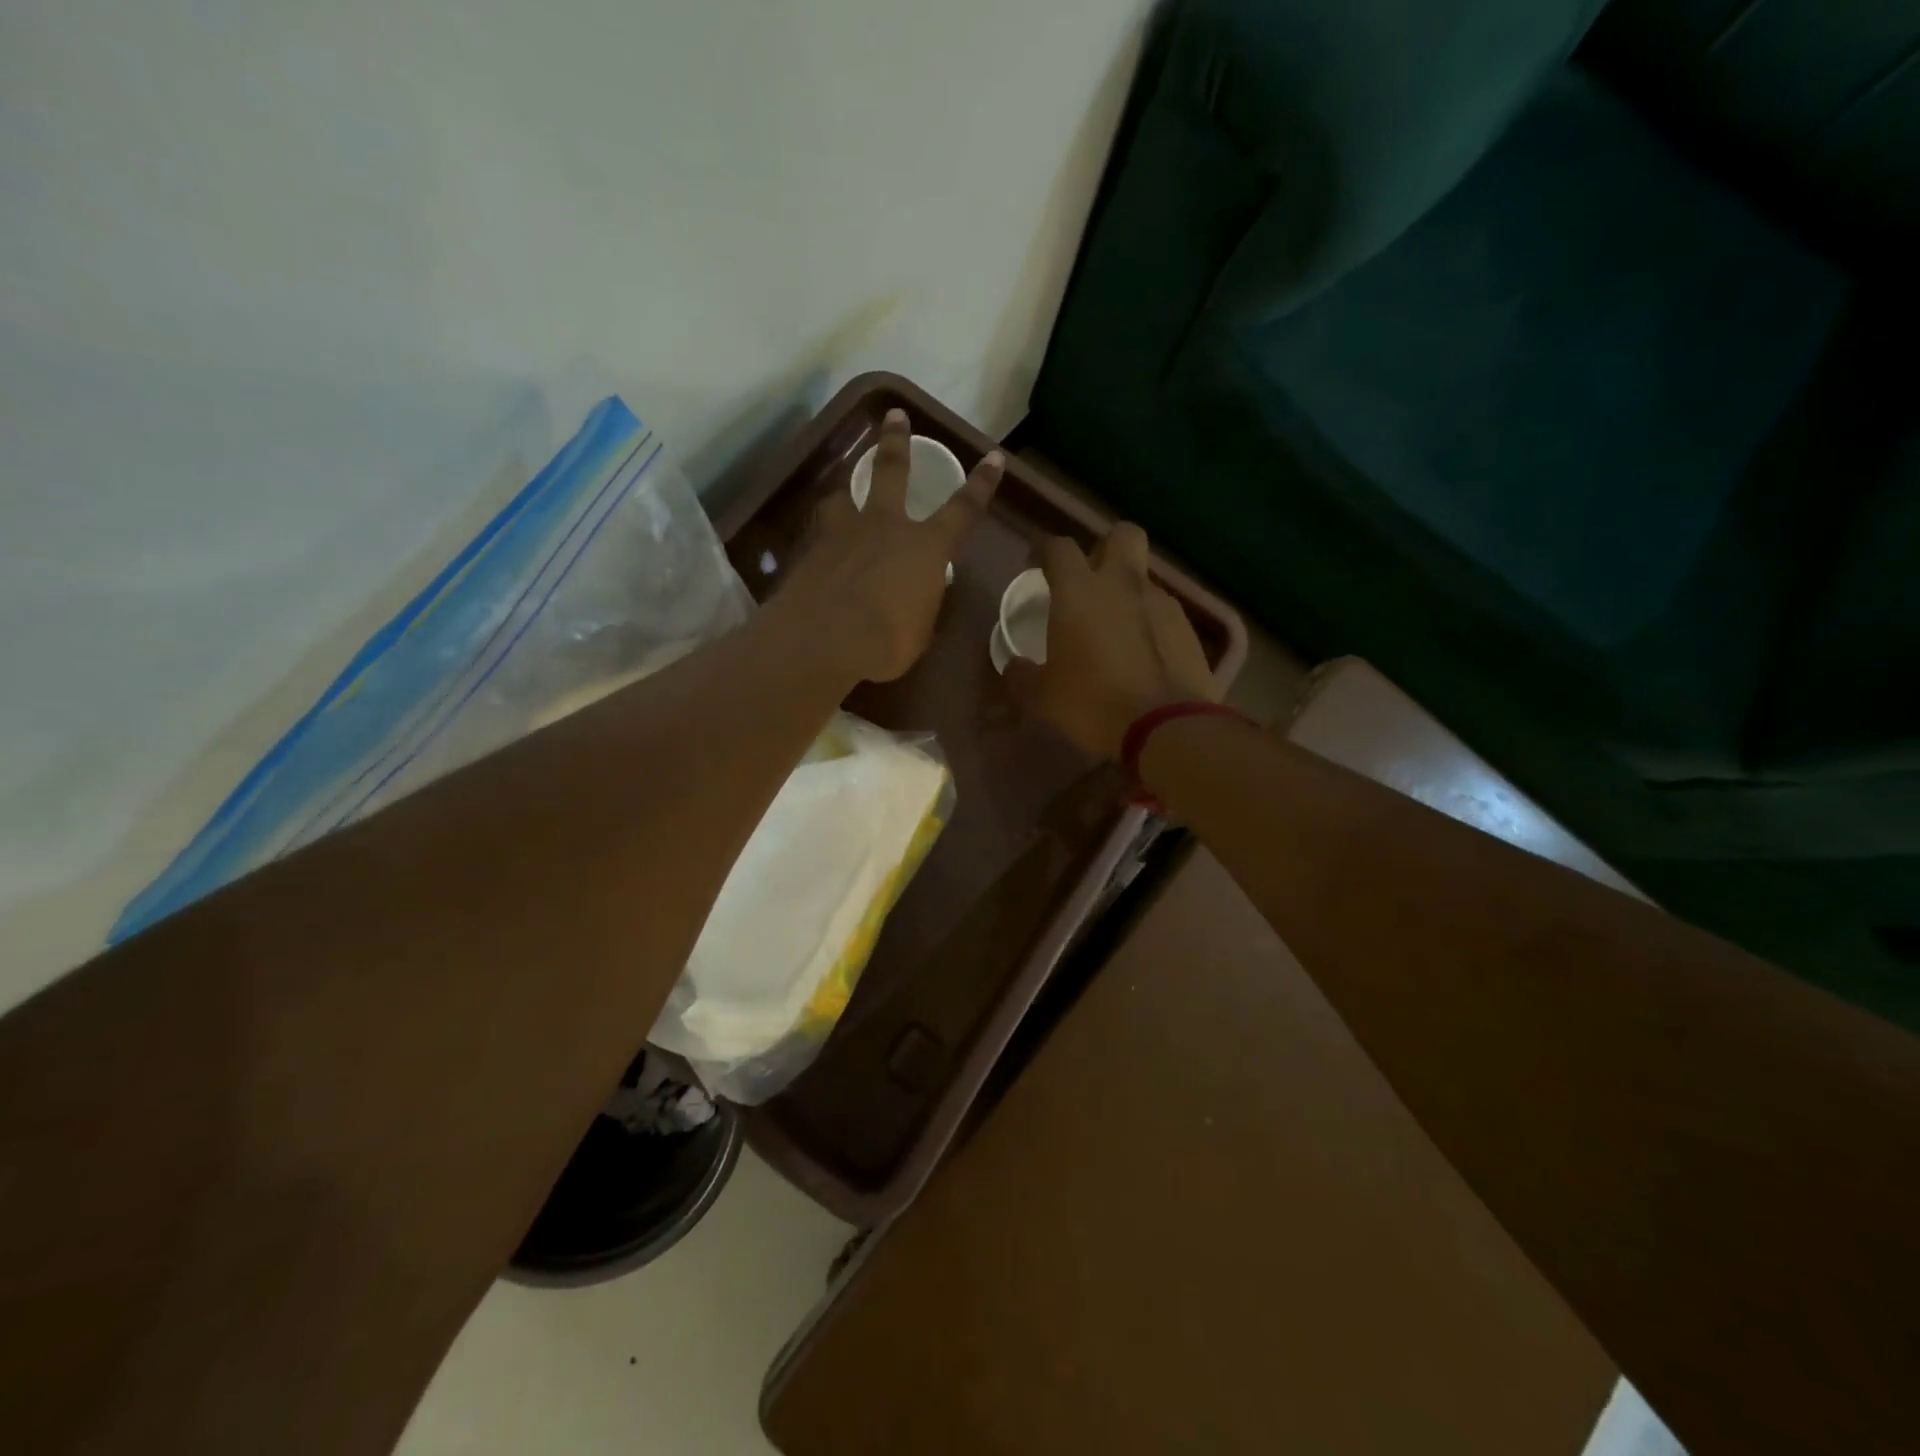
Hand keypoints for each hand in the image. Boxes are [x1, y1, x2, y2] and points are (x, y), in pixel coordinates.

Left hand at [774, 409, 1002, 684]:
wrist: (822, 639)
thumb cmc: (885, 641)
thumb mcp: (919, 630)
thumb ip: (921, 605)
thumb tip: (917, 598)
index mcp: (925, 547)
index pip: (963, 509)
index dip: (981, 484)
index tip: (993, 456)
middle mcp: (886, 526)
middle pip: (892, 470)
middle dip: (897, 441)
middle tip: (895, 415)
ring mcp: (844, 532)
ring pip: (845, 495)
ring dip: (846, 490)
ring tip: (842, 493)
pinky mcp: (811, 549)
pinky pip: (820, 532)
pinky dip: (823, 535)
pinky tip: (817, 546)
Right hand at [1006, 522, 1216, 758]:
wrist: (1166, 726)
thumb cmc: (1093, 703)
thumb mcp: (1043, 696)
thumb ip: (1023, 675)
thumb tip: (1014, 666)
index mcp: (1079, 591)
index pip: (1059, 547)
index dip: (1045, 550)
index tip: (1037, 564)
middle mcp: (1122, 584)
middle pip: (1121, 534)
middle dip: (1105, 547)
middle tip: (1091, 579)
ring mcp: (1161, 603)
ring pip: (1143, 577)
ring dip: (1128, 592)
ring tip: (1117, 630)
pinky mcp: (1188, 628)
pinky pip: (1164, 612)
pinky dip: (1150, 624)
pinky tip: (1143, 655)